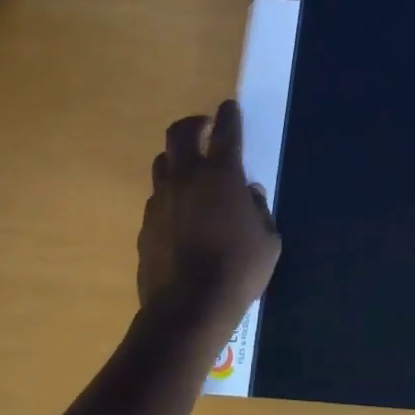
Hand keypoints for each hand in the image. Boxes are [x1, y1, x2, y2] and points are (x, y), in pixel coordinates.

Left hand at [136, 100, 281, 341]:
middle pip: (179, 133)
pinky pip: (157, 197)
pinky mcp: (145, 224)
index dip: (229, 115)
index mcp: (221, 176)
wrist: (188, 308)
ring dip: (177, 158)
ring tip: (191, 171)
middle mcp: (186, 178)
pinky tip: (182, 214)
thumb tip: (249, 194)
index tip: (229, 106)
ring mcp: (160, 200)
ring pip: (162, 162)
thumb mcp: (269, 240)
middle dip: (193, 123)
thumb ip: (260, 210)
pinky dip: (170, 195)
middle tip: (205, 128)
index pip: (226, 131)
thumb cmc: (239, 270)